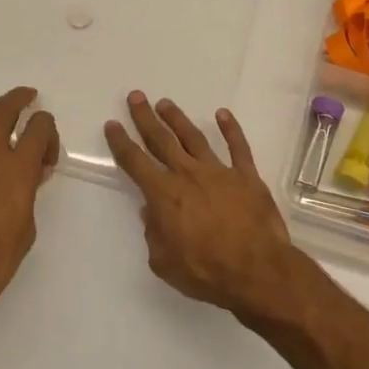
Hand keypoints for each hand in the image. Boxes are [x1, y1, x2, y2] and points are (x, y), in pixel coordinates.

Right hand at [105, 91, 303, 322]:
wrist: (256, 270)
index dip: (121, 142)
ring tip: (166, 103)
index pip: (135, 162)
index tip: (112, 124)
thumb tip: (151, 211)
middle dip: (146, 118)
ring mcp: (220, 171)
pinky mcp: (247, 175)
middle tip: (136, 97)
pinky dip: (230, 128)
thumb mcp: (164, 262)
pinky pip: (238, 146)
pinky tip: (223, 114)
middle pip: (161, 140)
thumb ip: (154, 234)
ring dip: (178, 119)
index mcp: (164, 195)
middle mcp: (188, 174)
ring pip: (194, 137)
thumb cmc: (206, 271)